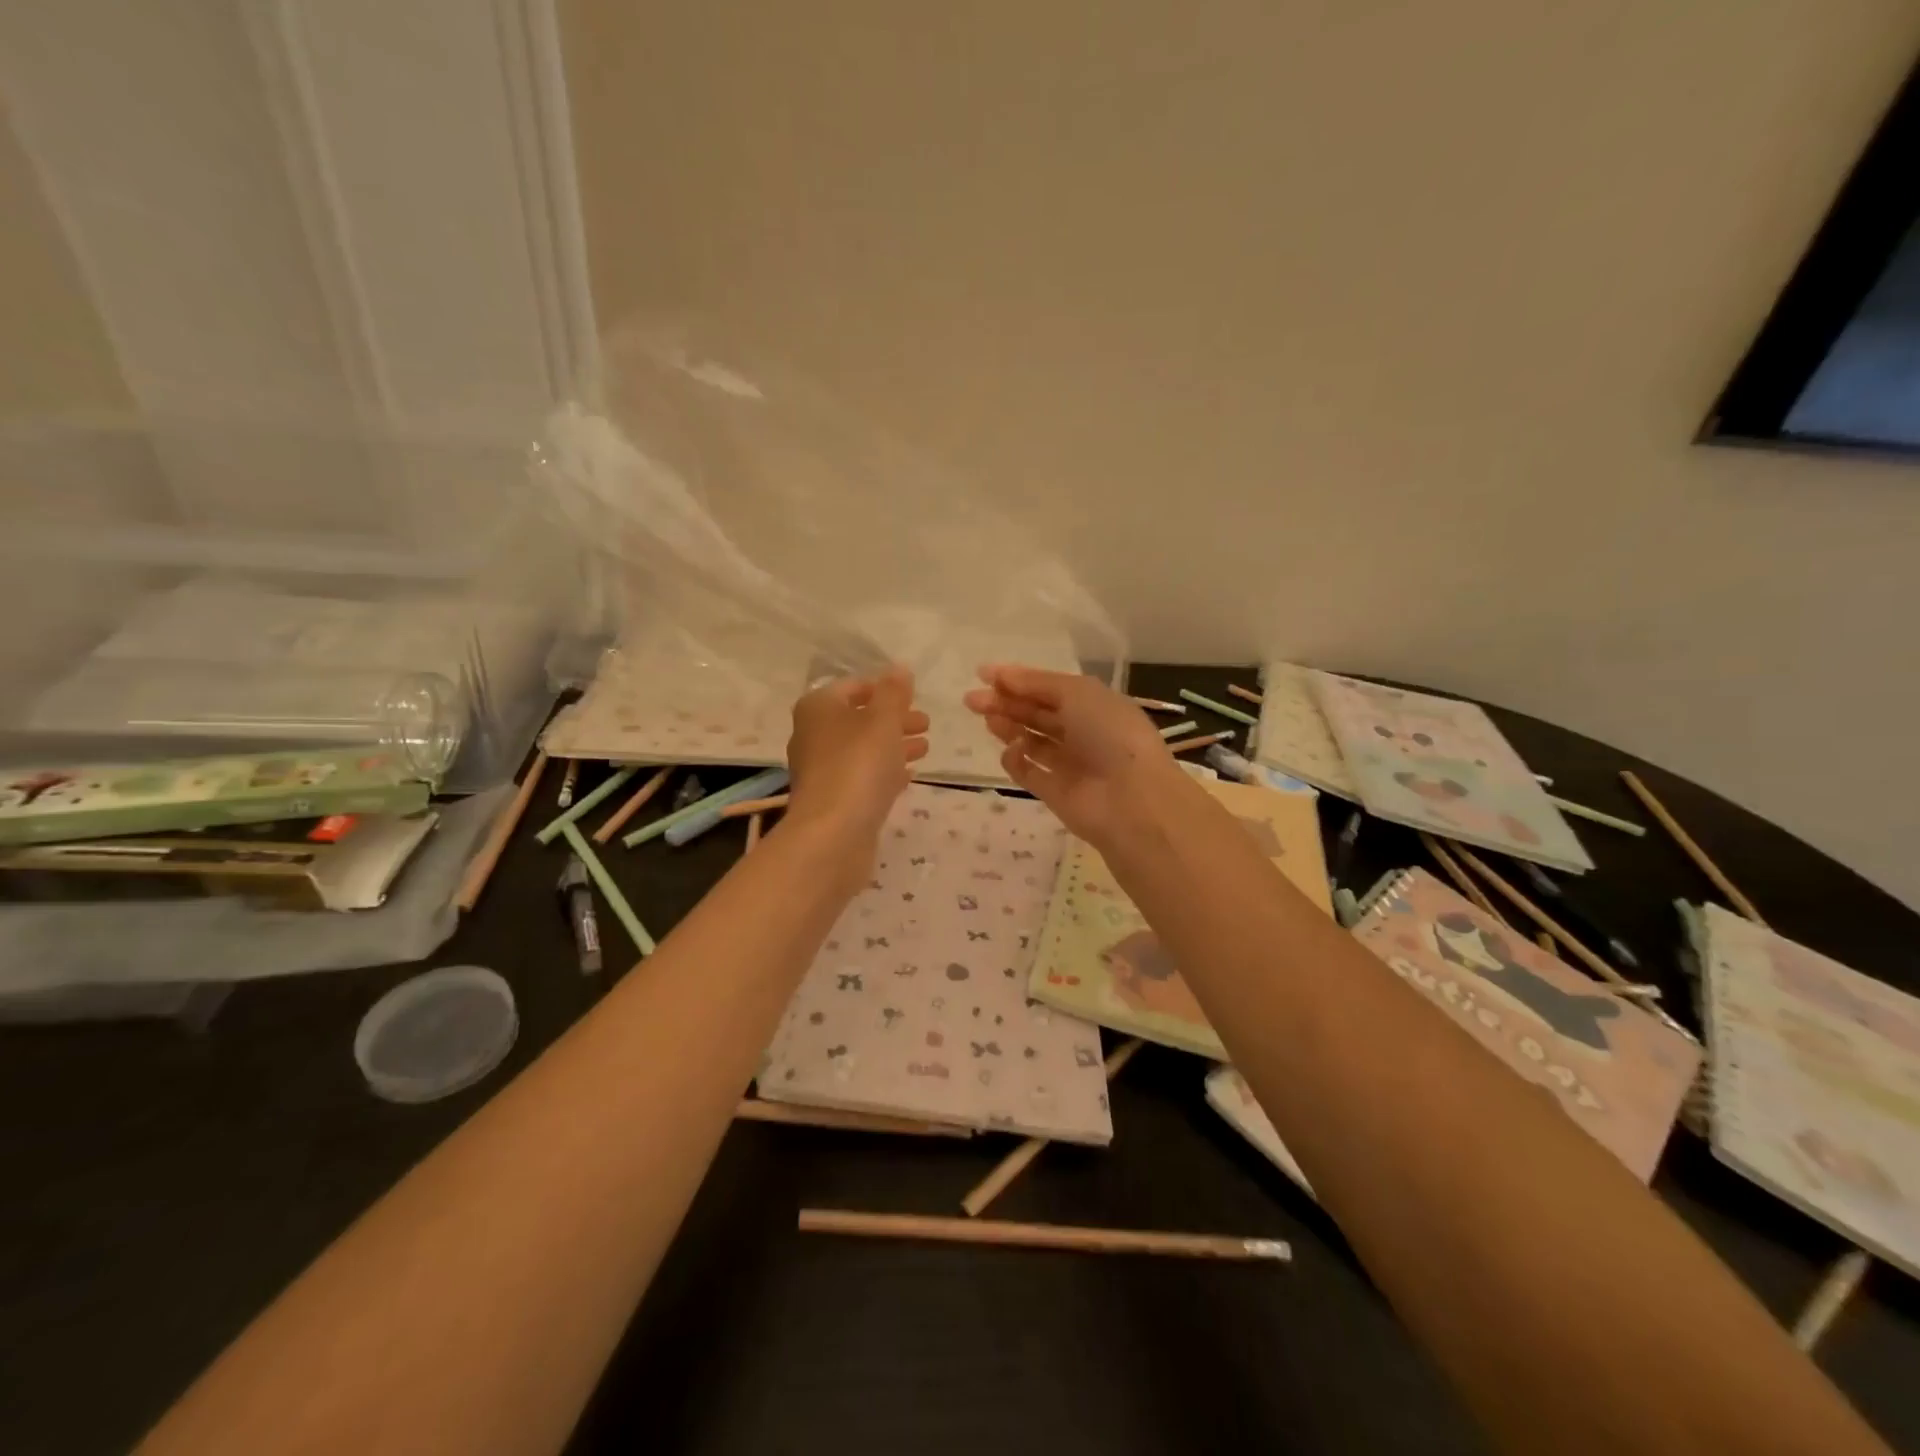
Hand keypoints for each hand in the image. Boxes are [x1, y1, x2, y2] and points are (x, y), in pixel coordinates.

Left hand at [786, 666, 929, 853]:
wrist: (833, 834)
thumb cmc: (859, 766)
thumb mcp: (883, 720)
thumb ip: (894, 693)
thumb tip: (899, 668)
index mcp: (819, 707)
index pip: (854, 686)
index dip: (885, 688)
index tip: (914, 697)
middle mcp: (813, 734)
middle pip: (859, 718)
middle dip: (894, 719)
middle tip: (926, 724)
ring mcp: (821, 769)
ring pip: (862, 749)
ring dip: (893, 745)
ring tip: (925, 749)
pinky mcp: (832, 799)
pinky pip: (862, 776)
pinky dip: (884, 771)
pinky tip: (908, 775)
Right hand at [963, 665, 1189, 847]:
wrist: (1131, 799)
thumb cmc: (1109, 733)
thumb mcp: (1077, 693)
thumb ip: (1037, 683)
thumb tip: (1002, 675)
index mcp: (1094, 705)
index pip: (1050, 688)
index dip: (1018, 679)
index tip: (983, 674)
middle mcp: (1082, 732)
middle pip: (1036, 713)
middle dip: (1005, 702)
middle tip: (971, 699)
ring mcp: (1069, 764)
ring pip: (1030, 740)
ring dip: (1007, 726)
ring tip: (985, 717)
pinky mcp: (1055, 793)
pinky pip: (1028, 772)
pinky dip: (1016, 760)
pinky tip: (1011, 750)